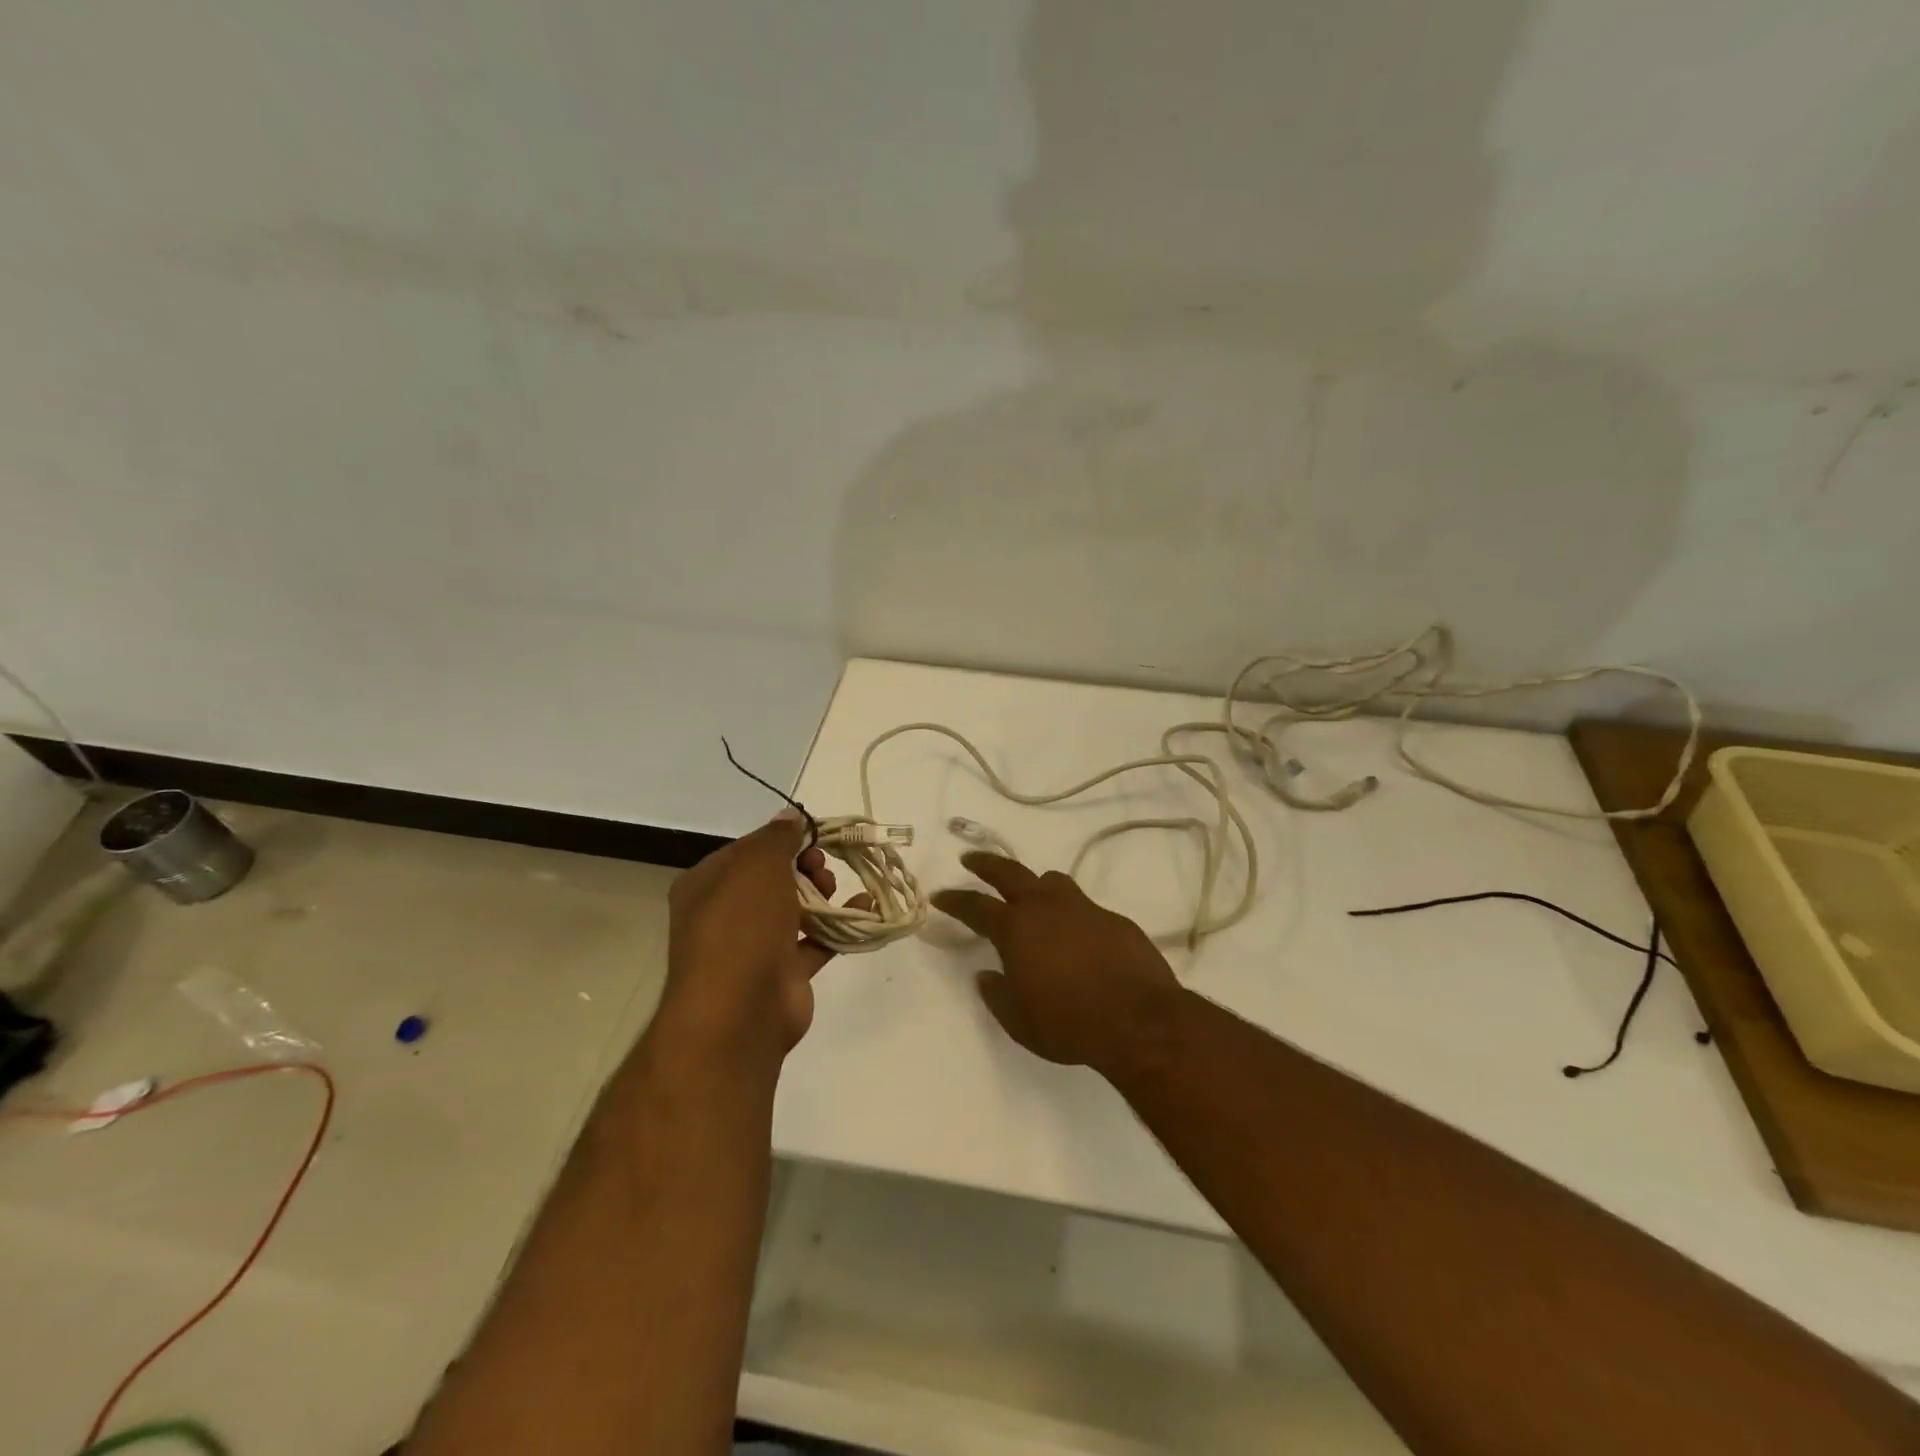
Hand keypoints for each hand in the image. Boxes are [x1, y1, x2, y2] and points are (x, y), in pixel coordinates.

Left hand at [659, 809, 871, 1062]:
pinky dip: (839, 925)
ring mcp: (754, 947)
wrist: (739, 1012)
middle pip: (774, 878)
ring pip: (795, 909)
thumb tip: (791, 816)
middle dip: (805, 867)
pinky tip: (865, 911)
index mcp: (707, 884)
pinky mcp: (783, 974)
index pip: (748, 850)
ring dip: (824, 894)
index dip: (783, 840)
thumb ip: (777, 837)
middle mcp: (726, 914)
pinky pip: (815, 941)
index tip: (814, 837)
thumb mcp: (757, 865)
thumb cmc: (741, 926)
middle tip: (821, 868)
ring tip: (838, 890)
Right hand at [933, 853, 1184, 1077]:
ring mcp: (1083, 908)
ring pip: (1052, 881)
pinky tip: (1076, 936)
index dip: (955, 900)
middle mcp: (1046, 907)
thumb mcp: (1019, 1021)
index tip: (940, 895)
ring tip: (1030, 893)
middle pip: (1009, 873)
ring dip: (1034, 883)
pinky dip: (1070, 914)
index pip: (975, 906)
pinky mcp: (1113, 919)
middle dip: (986, 864)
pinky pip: (1083, 907)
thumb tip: (987, 975)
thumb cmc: (1068, 1023)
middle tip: (970, 859)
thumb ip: (998, 995)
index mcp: (1016, 929)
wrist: (1137, 1019)